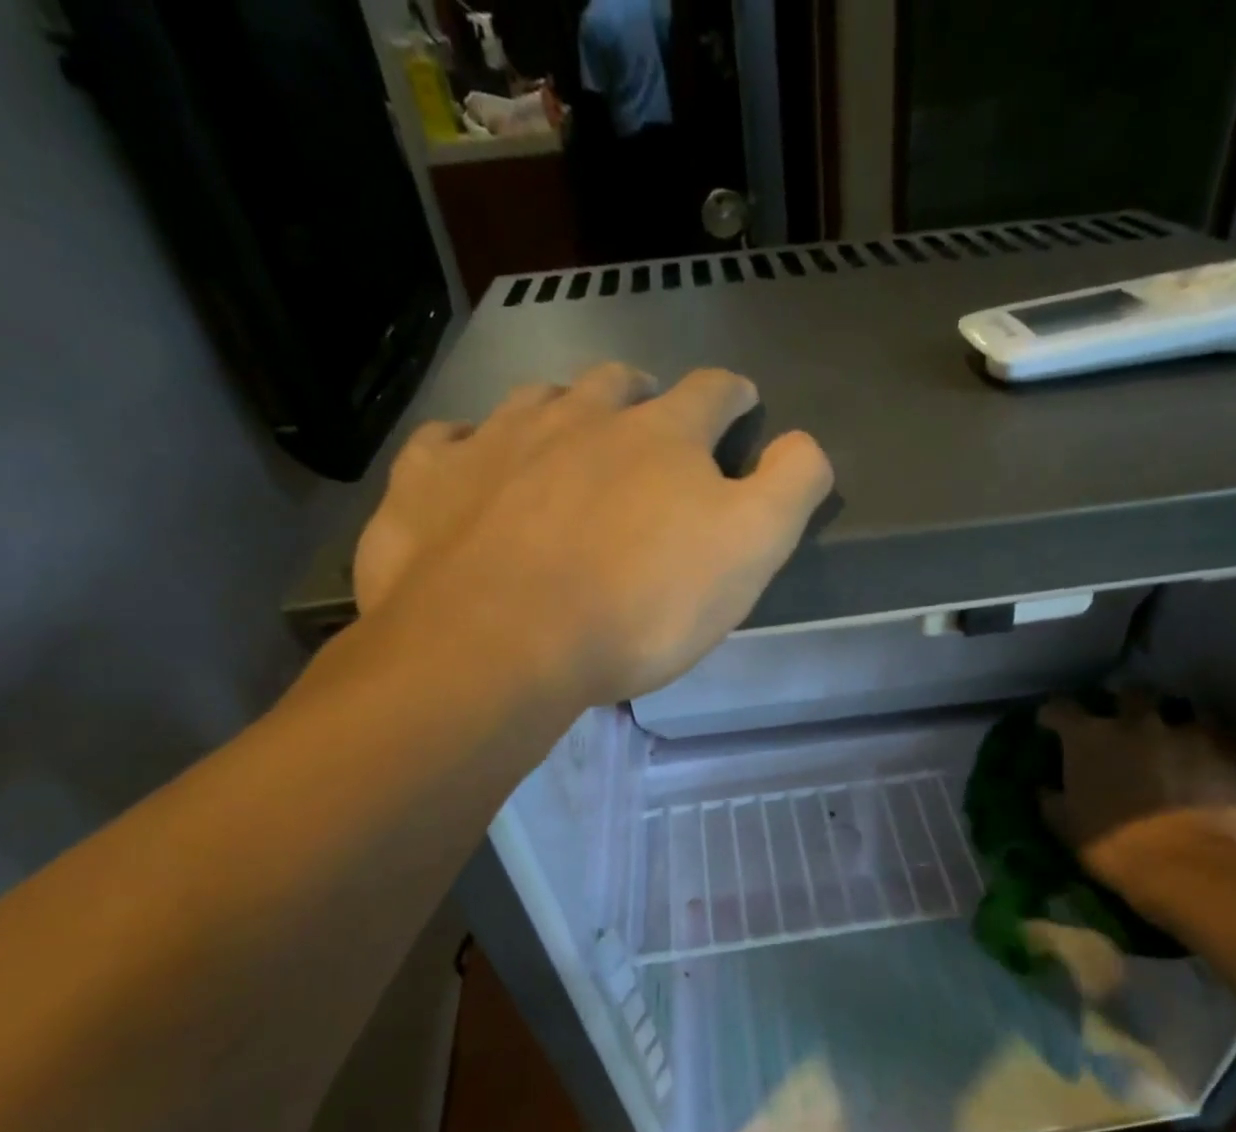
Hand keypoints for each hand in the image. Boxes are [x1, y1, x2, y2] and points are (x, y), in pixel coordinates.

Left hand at [353, 363, 832, 708]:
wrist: (500, 643)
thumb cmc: (641, 604)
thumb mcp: (750, 550)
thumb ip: (790, 487)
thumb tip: (805, 444)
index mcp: (661, 435)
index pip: (712, 392)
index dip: (733, 395)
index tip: (741, 402)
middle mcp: (578, 417)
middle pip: (618, 385)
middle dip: (642, 395)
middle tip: (647, 416)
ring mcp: (495, 441)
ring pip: (535, 400)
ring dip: (560, 409)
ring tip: (566, 432)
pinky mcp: (430, 481)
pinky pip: (448, 443)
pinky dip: (467, 447)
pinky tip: (472, 465)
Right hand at [1038, 694, 1235, 887]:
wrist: (1185, 866)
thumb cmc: (1112, 845)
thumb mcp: (1065, 826)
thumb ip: (1052, 799)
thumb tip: (1046, 789)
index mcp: (1088, 738)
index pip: (1060, 709)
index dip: (1053, 715)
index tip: (1050, 724)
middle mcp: (1135, 723)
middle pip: (1128, 694)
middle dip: (1122, 704)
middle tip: (1121, 723)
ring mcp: (1184, 734)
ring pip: (1181, 710)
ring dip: (1171, 722)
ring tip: (1170, 739)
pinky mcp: (1225, 753)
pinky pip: (1217, 738)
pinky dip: (1209, 745)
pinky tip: (1205, 760)